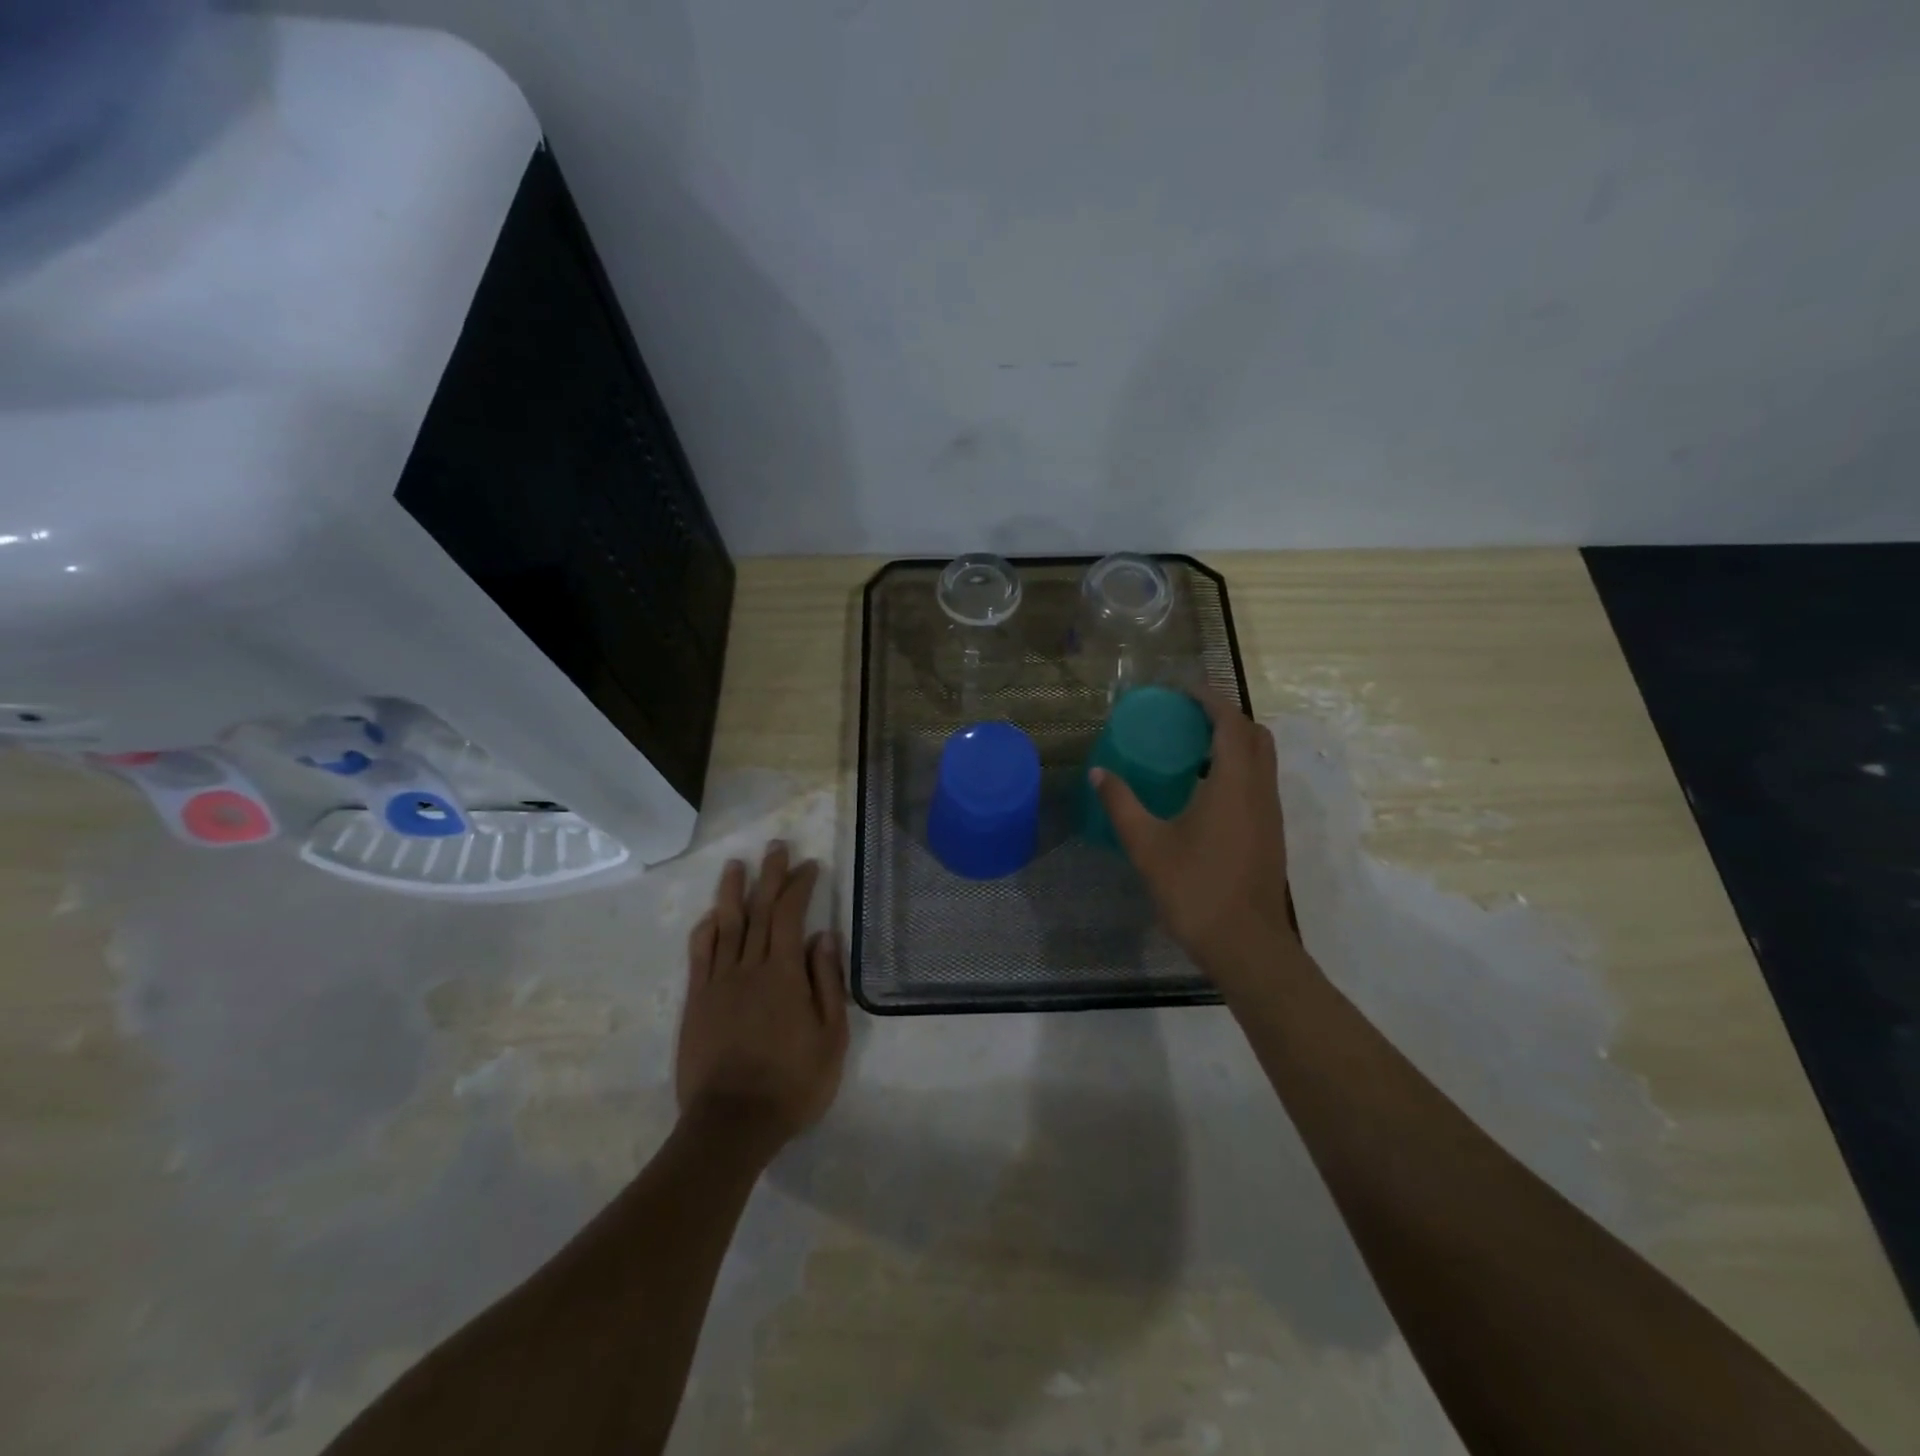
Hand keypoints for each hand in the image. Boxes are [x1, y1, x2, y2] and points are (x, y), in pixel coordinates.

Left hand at [676, 843, 848, 1151]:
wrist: (731, 1124)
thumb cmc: (792, 1083)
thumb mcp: (831, 1037)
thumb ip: (827, 983)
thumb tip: (824, 936)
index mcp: (784, 974)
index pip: (790, 915)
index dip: (799, 885)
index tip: (809, 865)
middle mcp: (748, 967)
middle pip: (758, 910)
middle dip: (769, 875)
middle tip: (775, 847)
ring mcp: (718, 983)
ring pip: (725, 924)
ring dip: (732, 891)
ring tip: (736, 864)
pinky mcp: (697, 1001)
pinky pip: (700, 955)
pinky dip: (706, 930)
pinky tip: (711, 915)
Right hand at [1090, 686, 1296, 986]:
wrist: (1245, 944)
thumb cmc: (1195, 889)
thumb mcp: (1147, 845)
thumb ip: (1122, 804)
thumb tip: (1099, 773)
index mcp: (1233, 784)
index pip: (1230, 723)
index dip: (1210, 699)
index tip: (1183, 690)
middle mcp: (1260, 790)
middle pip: (1254, 735)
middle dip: (1225, 716)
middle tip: (1187, 716)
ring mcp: (1271, 813)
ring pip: (1262, 759)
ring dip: (1234, 742)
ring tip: (1192, 748)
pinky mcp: (1271, 832)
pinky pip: (1259, 782)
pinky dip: (1238, 768)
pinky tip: (1204, 790)